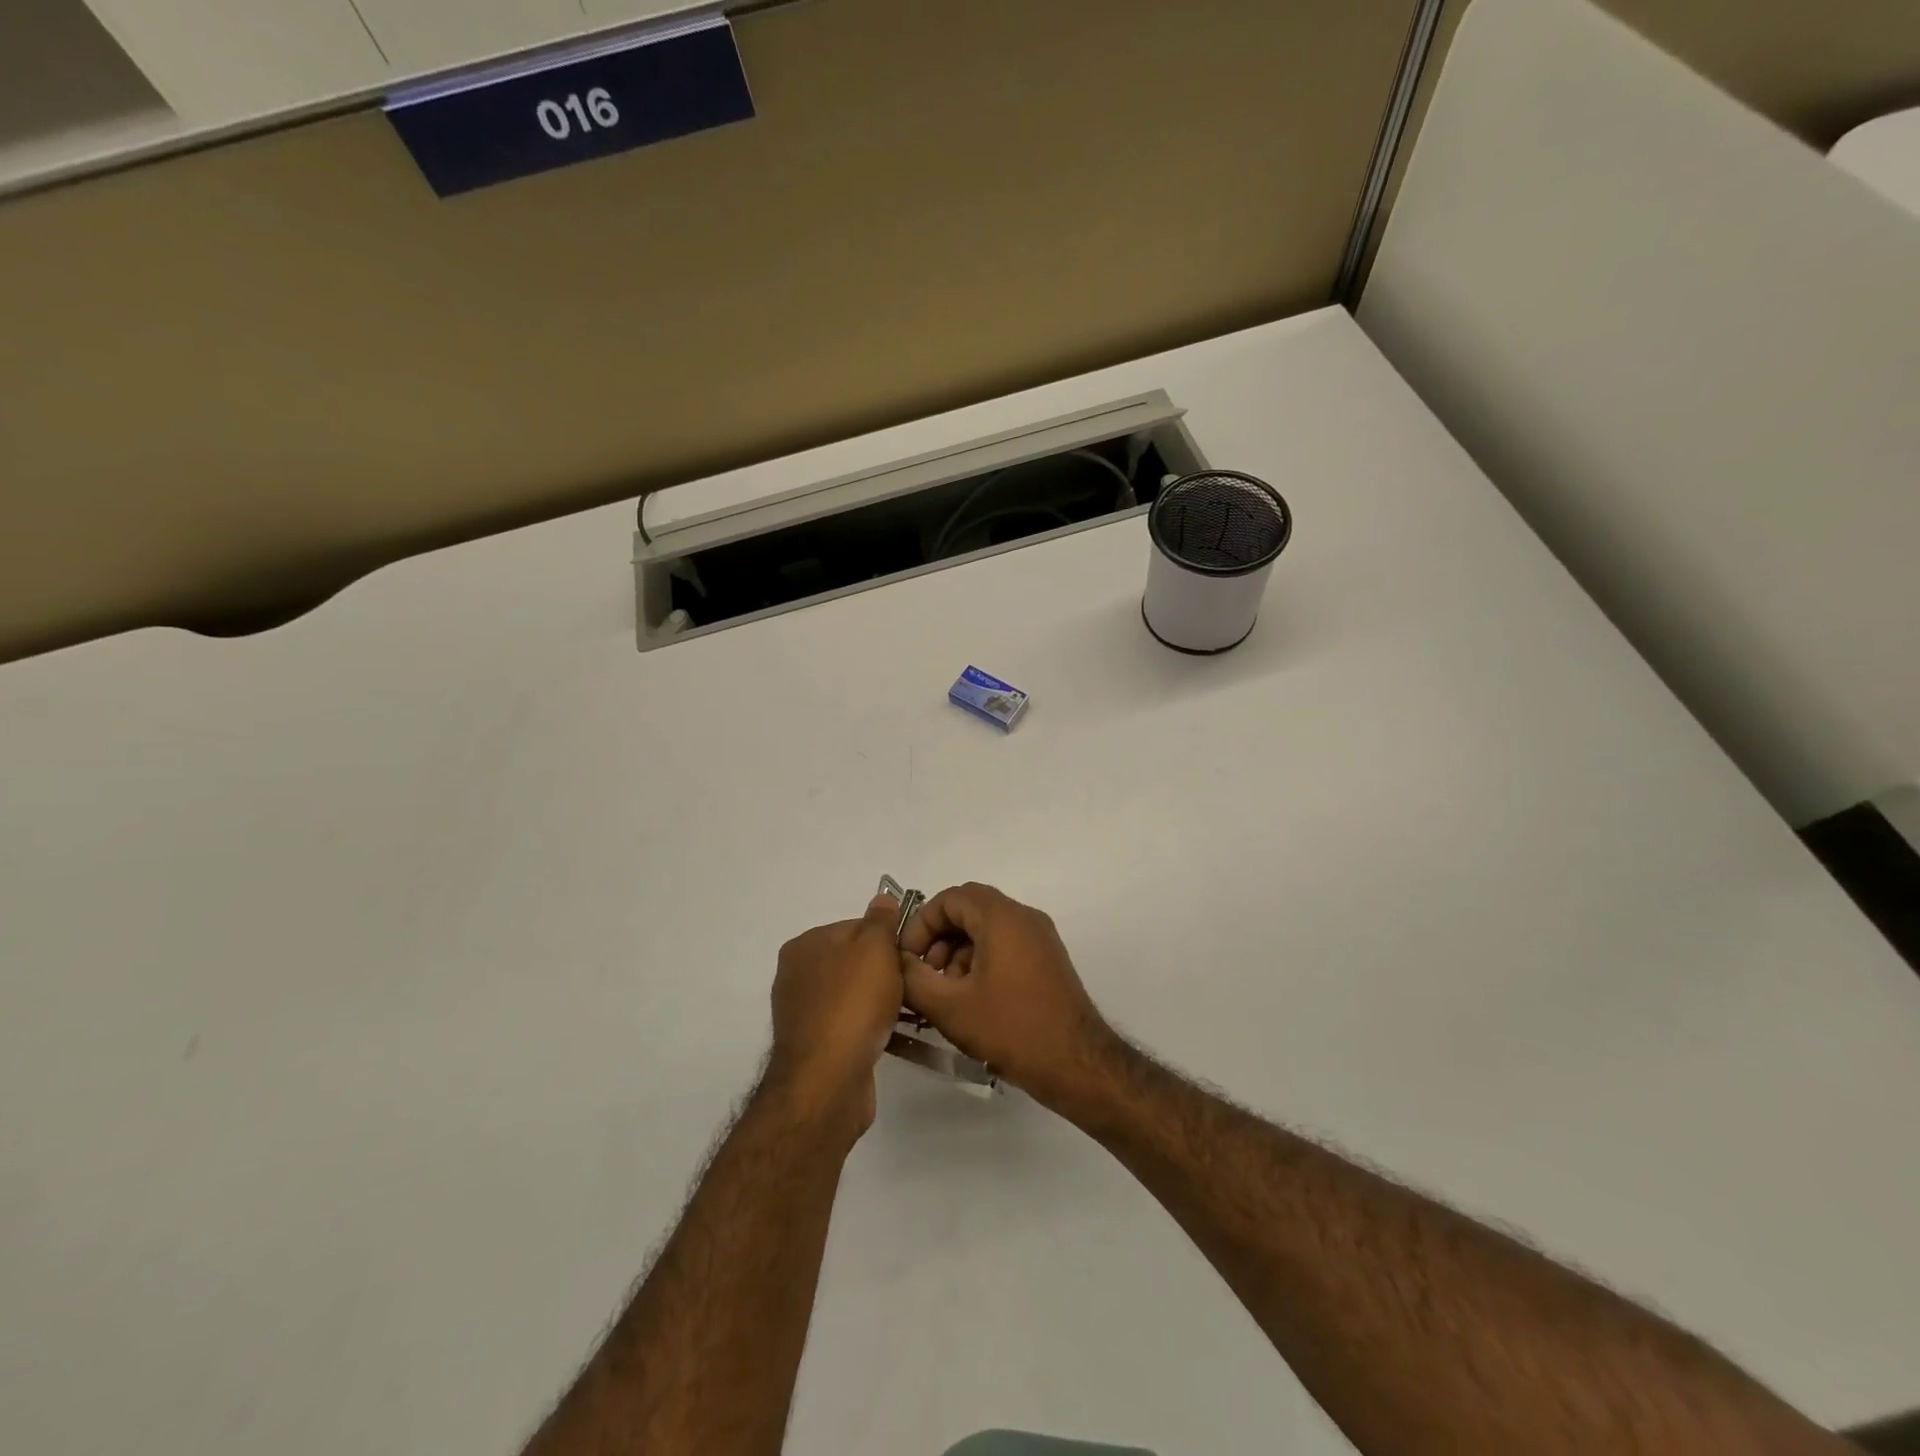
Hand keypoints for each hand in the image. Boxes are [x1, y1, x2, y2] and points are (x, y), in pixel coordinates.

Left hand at [766, 895, 907, 1140]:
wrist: (828, 1080)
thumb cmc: (853, 1003)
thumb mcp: (875, 948)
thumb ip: (881, 920)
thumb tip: (882, 899)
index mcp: (806, 944)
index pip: (856, 926)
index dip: (888, 938)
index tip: (911, 955)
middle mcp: (797, 974)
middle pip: (855, 960)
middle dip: (885, 971)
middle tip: (913, 983)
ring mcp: (803, 1012)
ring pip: (854, 994)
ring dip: (880, 1001)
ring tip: (908, 1012)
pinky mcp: (814, 1045)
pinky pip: (849, 1024)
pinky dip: (869, 1026)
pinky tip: (890, 1034)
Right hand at [899, 883, 1117, 1115]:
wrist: (1076, 1064)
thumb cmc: (1011, 1028)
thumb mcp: (949, 1006)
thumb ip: (913, 978)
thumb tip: (898, 962)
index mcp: (1002, 917)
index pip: (950, 898)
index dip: (921, 924)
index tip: (907, 958)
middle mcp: (1024, 917)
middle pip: (969, 910)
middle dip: (939, 938)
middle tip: (924, 975)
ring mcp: (1040, 938)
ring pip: (987, 929)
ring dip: (958, 952)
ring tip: (946, 993)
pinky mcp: (1047, 960)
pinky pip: (1005, 945)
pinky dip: (981, 961)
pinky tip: (972, 1000)